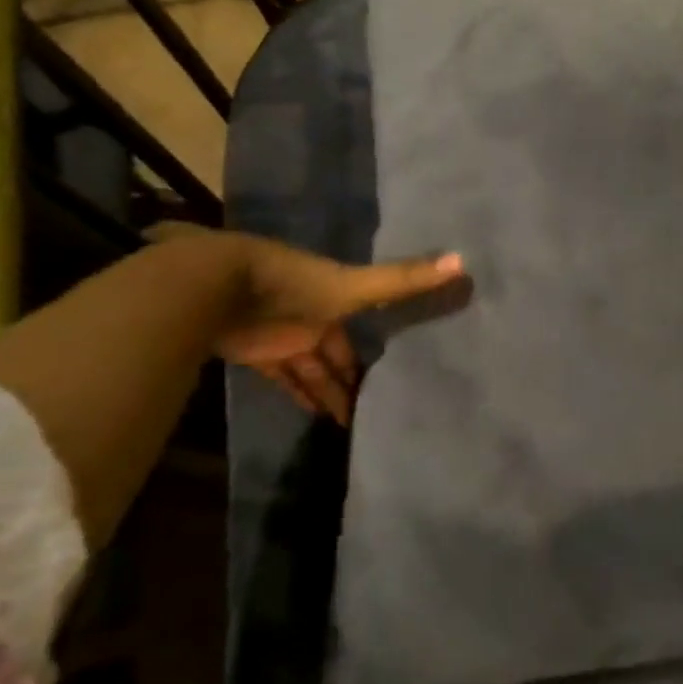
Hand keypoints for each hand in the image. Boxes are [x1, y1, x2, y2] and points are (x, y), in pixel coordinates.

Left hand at [216, 235, 466, 423]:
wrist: (219, 287)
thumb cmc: (294, 285)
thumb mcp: (354, 286)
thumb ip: (404, 280)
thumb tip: (463, 260)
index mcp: (337, 298)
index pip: (364, 327)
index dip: (378, 349)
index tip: (400, 374)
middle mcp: (314, 316)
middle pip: (338, 352)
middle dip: (354, 376)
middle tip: (378, 407)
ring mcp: (283, 336)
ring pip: (312, 368)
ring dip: (329, 391)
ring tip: (351, 424)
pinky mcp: (256, 355)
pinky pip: (284, 379)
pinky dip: (300, 395)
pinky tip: (316, 416)